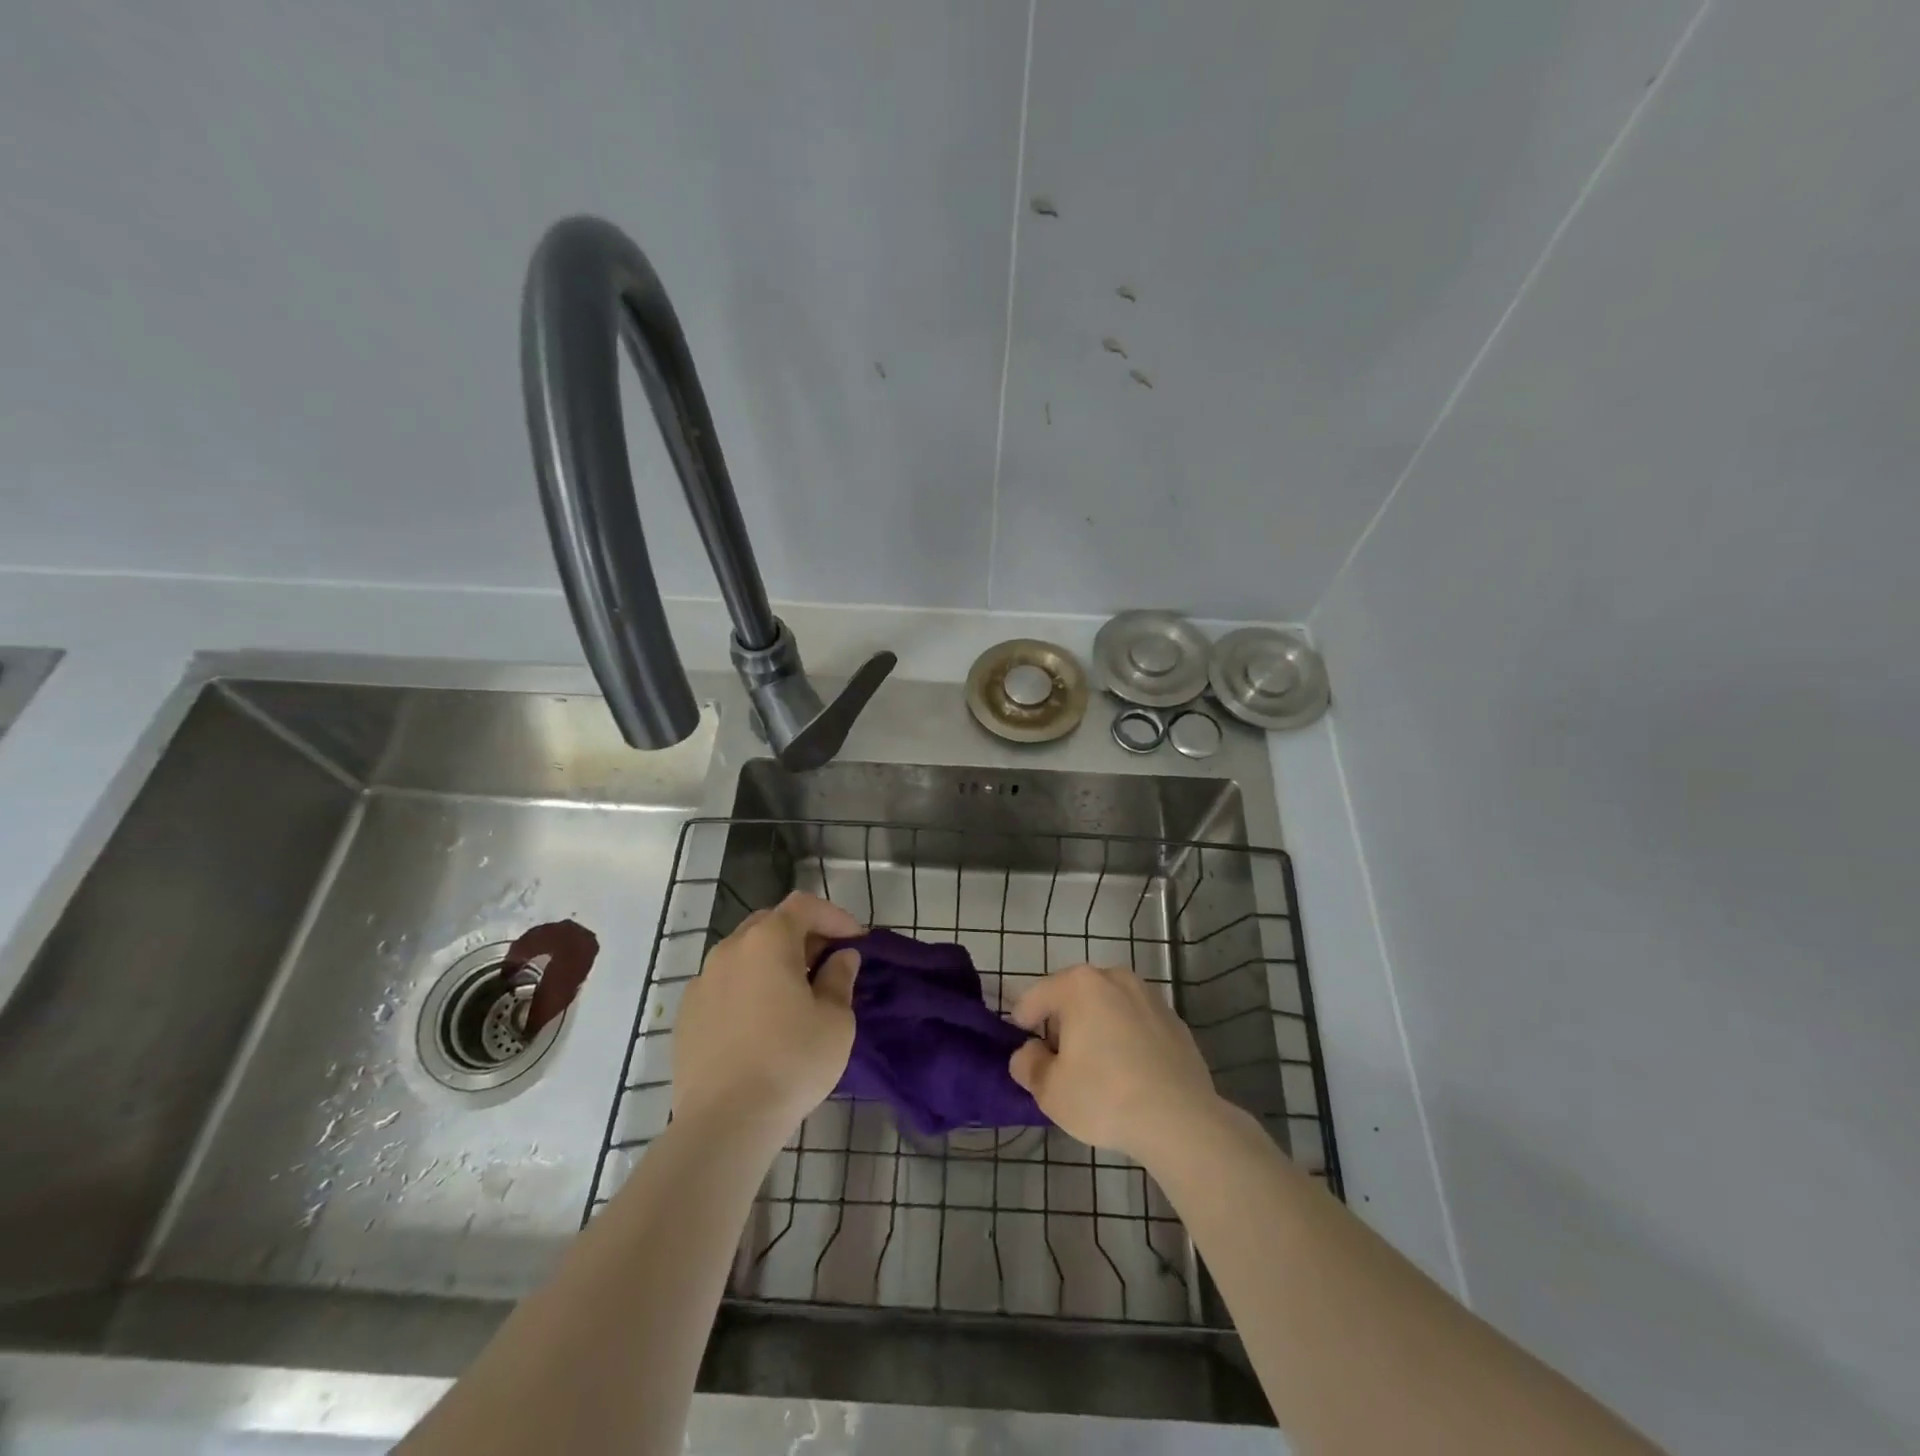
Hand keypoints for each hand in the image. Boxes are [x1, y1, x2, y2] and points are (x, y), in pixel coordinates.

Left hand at [671, 891, 862, 1139]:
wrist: (724, 1123)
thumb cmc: (791, 1062)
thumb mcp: (835, 1021)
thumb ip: (839, 979)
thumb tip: (841, 957)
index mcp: (768, 941)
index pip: (804, 906)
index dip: (834, 916)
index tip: (855, 941)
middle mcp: (730, 949)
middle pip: (770, 924)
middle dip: (802, 935)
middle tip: (827, 963)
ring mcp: (702, 981)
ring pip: (743, 954)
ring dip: (772, 962)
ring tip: (794, 994)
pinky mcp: (686, 1015)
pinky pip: (723, 985)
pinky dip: (746, 988)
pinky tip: (759, 1022)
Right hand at [1008, 963, 1222, 1164]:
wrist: (1181, 1121)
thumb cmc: (1104, 1097)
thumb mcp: (1049, 1090)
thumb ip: (1028, 1065)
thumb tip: (1028, 1052)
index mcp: (1079, 985)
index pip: (1036, 996)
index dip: (1023, 1021)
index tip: (1023, 1047)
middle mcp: (1115, 978)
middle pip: (1074, 996)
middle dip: (1062, 1023)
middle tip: (1058, 1061)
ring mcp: (1150, 997)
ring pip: (1109, 1007)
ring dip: (1096, 1028)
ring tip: (1095, 1068)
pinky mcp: (1175, 1022)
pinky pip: (1137, 1024)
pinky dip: (1126, 1040)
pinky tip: (1129, 1075)